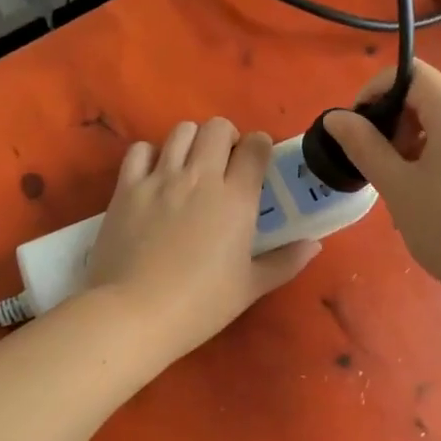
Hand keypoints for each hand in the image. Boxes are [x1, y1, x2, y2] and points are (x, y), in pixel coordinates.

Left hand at [87, 118, 320, 364]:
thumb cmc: (200, 305)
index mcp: (236, 199)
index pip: (255, 147)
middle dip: (227, 137)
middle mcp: (200, 177)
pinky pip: (140, 150)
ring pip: (181, 131)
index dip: (260, 147)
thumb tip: (314, 244)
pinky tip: (155, 175)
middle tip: (225, 164)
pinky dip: (151, 154)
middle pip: (217, 127)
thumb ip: (285, 262)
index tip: (257, 163)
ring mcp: (160, 179)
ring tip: (191, 166)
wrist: (135, 313)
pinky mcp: (126, 188)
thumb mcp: (250, 288)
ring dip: (192, 141)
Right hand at [324, 62, 440, 298]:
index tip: (356, 127)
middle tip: (378, 168)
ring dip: (418, 145)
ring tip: (405, 190)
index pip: (412, 74)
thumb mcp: (398, 188)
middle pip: (432, 99)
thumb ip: (365, 146)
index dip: (377, 91)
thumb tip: (336, 118)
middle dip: (397, 125)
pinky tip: (436, 199)